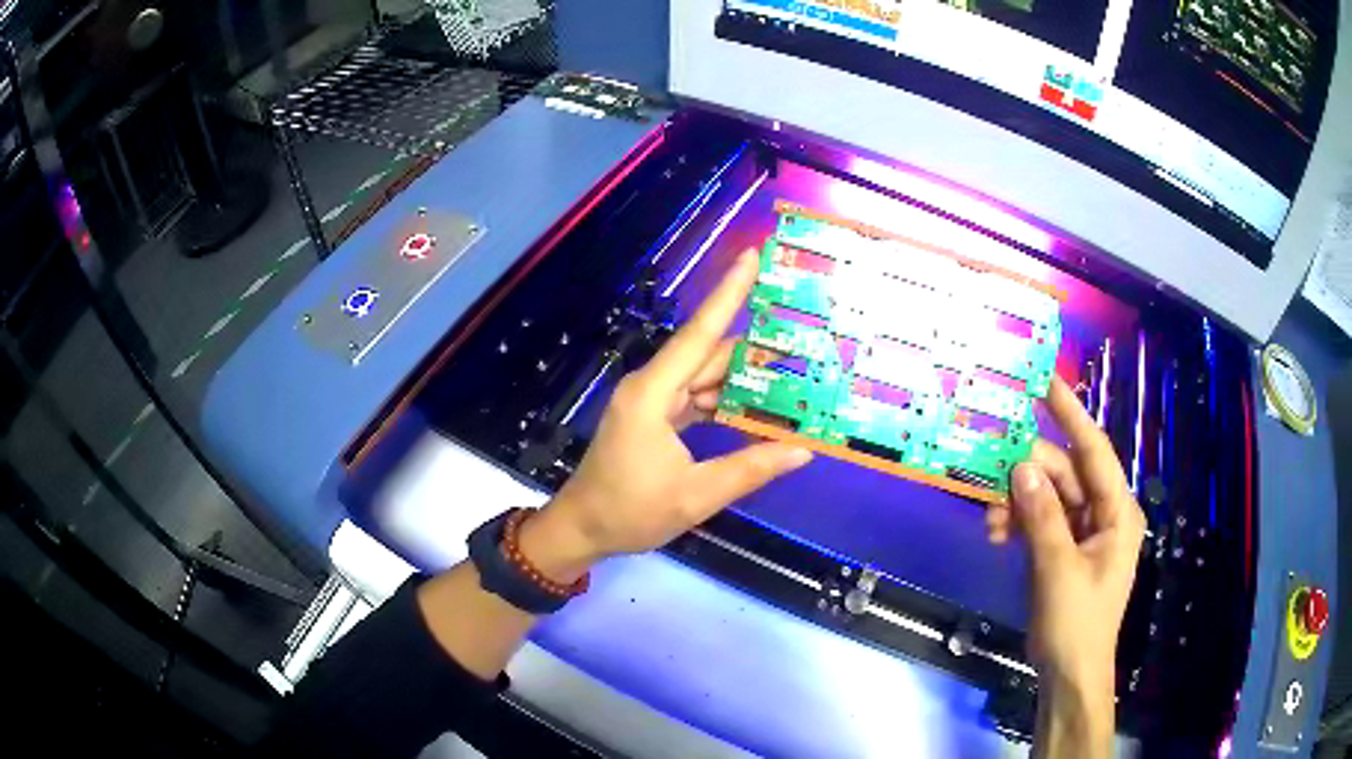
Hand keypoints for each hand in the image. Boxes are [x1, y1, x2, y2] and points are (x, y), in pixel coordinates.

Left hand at [519, 250, 812, 581]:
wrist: (583, 528)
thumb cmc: (631, 512)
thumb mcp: (695, 496)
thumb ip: (750, 469)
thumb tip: (802, 450)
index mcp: (653, 393)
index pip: (699, 334)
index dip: (728, 293)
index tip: (751, 256)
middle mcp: (651, 386)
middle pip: (709, 354)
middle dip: (754, 345)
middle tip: (803, 336)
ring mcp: (651, 400)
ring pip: (704, 375)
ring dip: (743, 376)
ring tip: (792, 372)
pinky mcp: (654, 416)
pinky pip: (696, 396)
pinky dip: (725, 398)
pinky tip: (757, 404)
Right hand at [986, 375, 1144, 756]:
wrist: (1069, 675)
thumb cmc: (1076, 624)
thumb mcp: (1057, 569)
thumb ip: (1042, 516)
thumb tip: (1021, 467)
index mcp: (1117, 512)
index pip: (1094, 451)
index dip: (1070, 414)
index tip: (1045, 380)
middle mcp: (1103, 514)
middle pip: (1064, 475)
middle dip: (1028, 475)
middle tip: (990, 473)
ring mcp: (1083, 532)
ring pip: (1047, 498)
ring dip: (1017, 503)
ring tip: (990, 520)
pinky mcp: (1063, 550)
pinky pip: (1040, 521)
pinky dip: (1018, 523)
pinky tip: (996, 534)